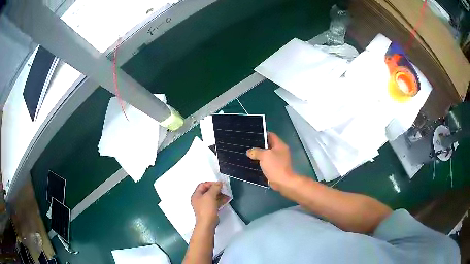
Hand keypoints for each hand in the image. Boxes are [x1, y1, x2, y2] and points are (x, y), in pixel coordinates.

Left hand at [191, 182, 228, 226]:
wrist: (207, 223)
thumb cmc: (206, 209)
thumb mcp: (210, 195)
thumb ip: (215, 188)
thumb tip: (219, 183)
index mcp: (196, 195)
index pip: (203, 185)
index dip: (211, 183)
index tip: (219, 184)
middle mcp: (199, 200)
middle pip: (208, 191)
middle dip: (217, 189)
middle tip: (224, 188)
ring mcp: (204, 205)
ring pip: (212, 197)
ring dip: (220, 194)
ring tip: (227, 193)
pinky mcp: (210, 210)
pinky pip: (215, 203)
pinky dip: (220, 200)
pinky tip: (227, 199)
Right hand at [247, 132, 296, 189]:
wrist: (283, 182)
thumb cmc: (275, 166)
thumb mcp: (264, 156)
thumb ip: (256, 151)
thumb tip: (249, 151)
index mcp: (280, 145)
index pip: (271, 135)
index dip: (262, 134)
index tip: (252, 134)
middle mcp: (280, 151)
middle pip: (269, 145)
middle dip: (259, 145)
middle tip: (248, 144)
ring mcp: (279, 160)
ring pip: (267, 154)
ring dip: (259, 154)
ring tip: (248, 153)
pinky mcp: (276, 168)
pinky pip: (267, 162)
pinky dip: (261, 162)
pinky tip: (253, 162)